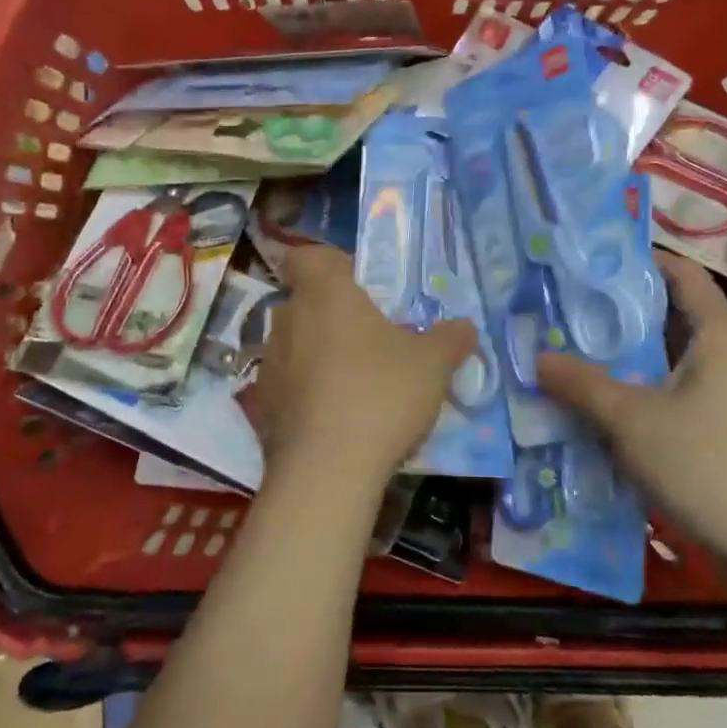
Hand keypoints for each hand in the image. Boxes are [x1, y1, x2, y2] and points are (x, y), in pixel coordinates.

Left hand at [250, 246, 476, 503]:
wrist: (326, 470)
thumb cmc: (381, 394)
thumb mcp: (433, 364)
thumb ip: (451, 338)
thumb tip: (465, 327)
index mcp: (325, 293)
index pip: (308, 257)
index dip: (331, 265)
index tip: (360, 287)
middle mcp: (288, 319)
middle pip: (307, 302)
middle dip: (336, 316)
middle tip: (373, 340)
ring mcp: (268, 363)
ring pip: (296, 344)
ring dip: (319, 354)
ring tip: (355, 384)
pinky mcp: (261, 405)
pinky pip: (287, 385)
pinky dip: (306, 393)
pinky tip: (334, 418)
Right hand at [537, 254, 726, 561]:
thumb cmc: (708, 464)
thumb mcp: (632, 420)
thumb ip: (582, 384)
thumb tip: (538, 357)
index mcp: (718, 335)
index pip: (680, 275)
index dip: (638, 261)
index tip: (588, 261)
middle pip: (669, 318)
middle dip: (618, 314)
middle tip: (564, 309)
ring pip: (668, 362)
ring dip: (625, 359)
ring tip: (571, 352)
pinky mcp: (725, 433)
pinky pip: (674, 396)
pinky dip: (640, 394)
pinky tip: (601, 407)